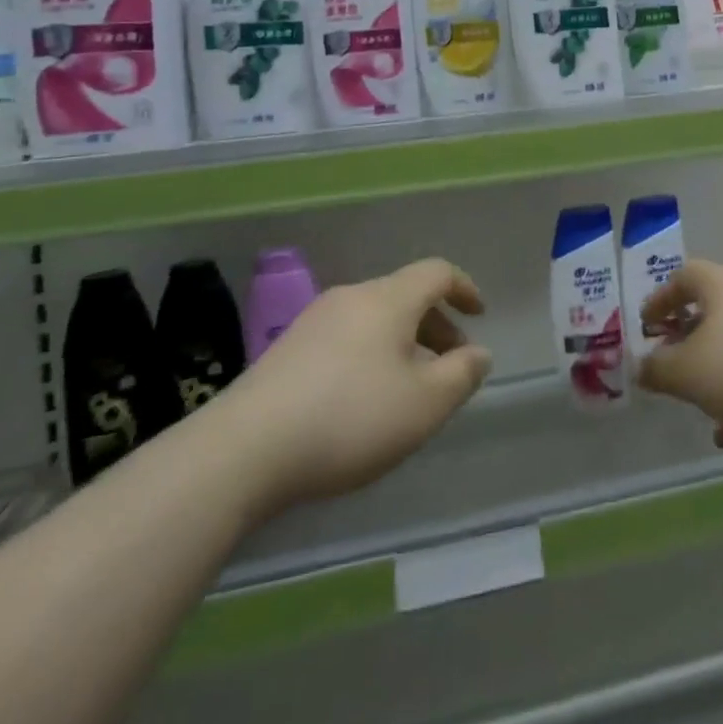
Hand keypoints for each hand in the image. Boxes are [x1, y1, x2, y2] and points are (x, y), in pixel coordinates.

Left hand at [226, 259, 491, 513]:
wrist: (243, 450)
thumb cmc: (349, 419)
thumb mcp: (424, 405)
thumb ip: (461, 375)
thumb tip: (478, 353)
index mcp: (388, 300)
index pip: (436, 272)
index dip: (464, 288)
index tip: (479, 315)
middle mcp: (351, 298)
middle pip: (405, 296)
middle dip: (436, 325)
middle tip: (450, 366)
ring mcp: (314, 321)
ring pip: (375, 318)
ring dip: (404, 343)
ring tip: (409, 389)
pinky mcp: (287, 350)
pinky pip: (346, 337)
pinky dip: (371, 354)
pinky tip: (364, 400)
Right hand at [638, 259, 722, 469]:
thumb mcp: (687, 371)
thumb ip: (659, 369)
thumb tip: (642, 366)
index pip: (686, 276)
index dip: (662, 298)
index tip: (646, 326)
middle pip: (714, 312)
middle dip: (687, 338)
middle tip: (666, 362)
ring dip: (715, 373)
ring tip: (693, 400)